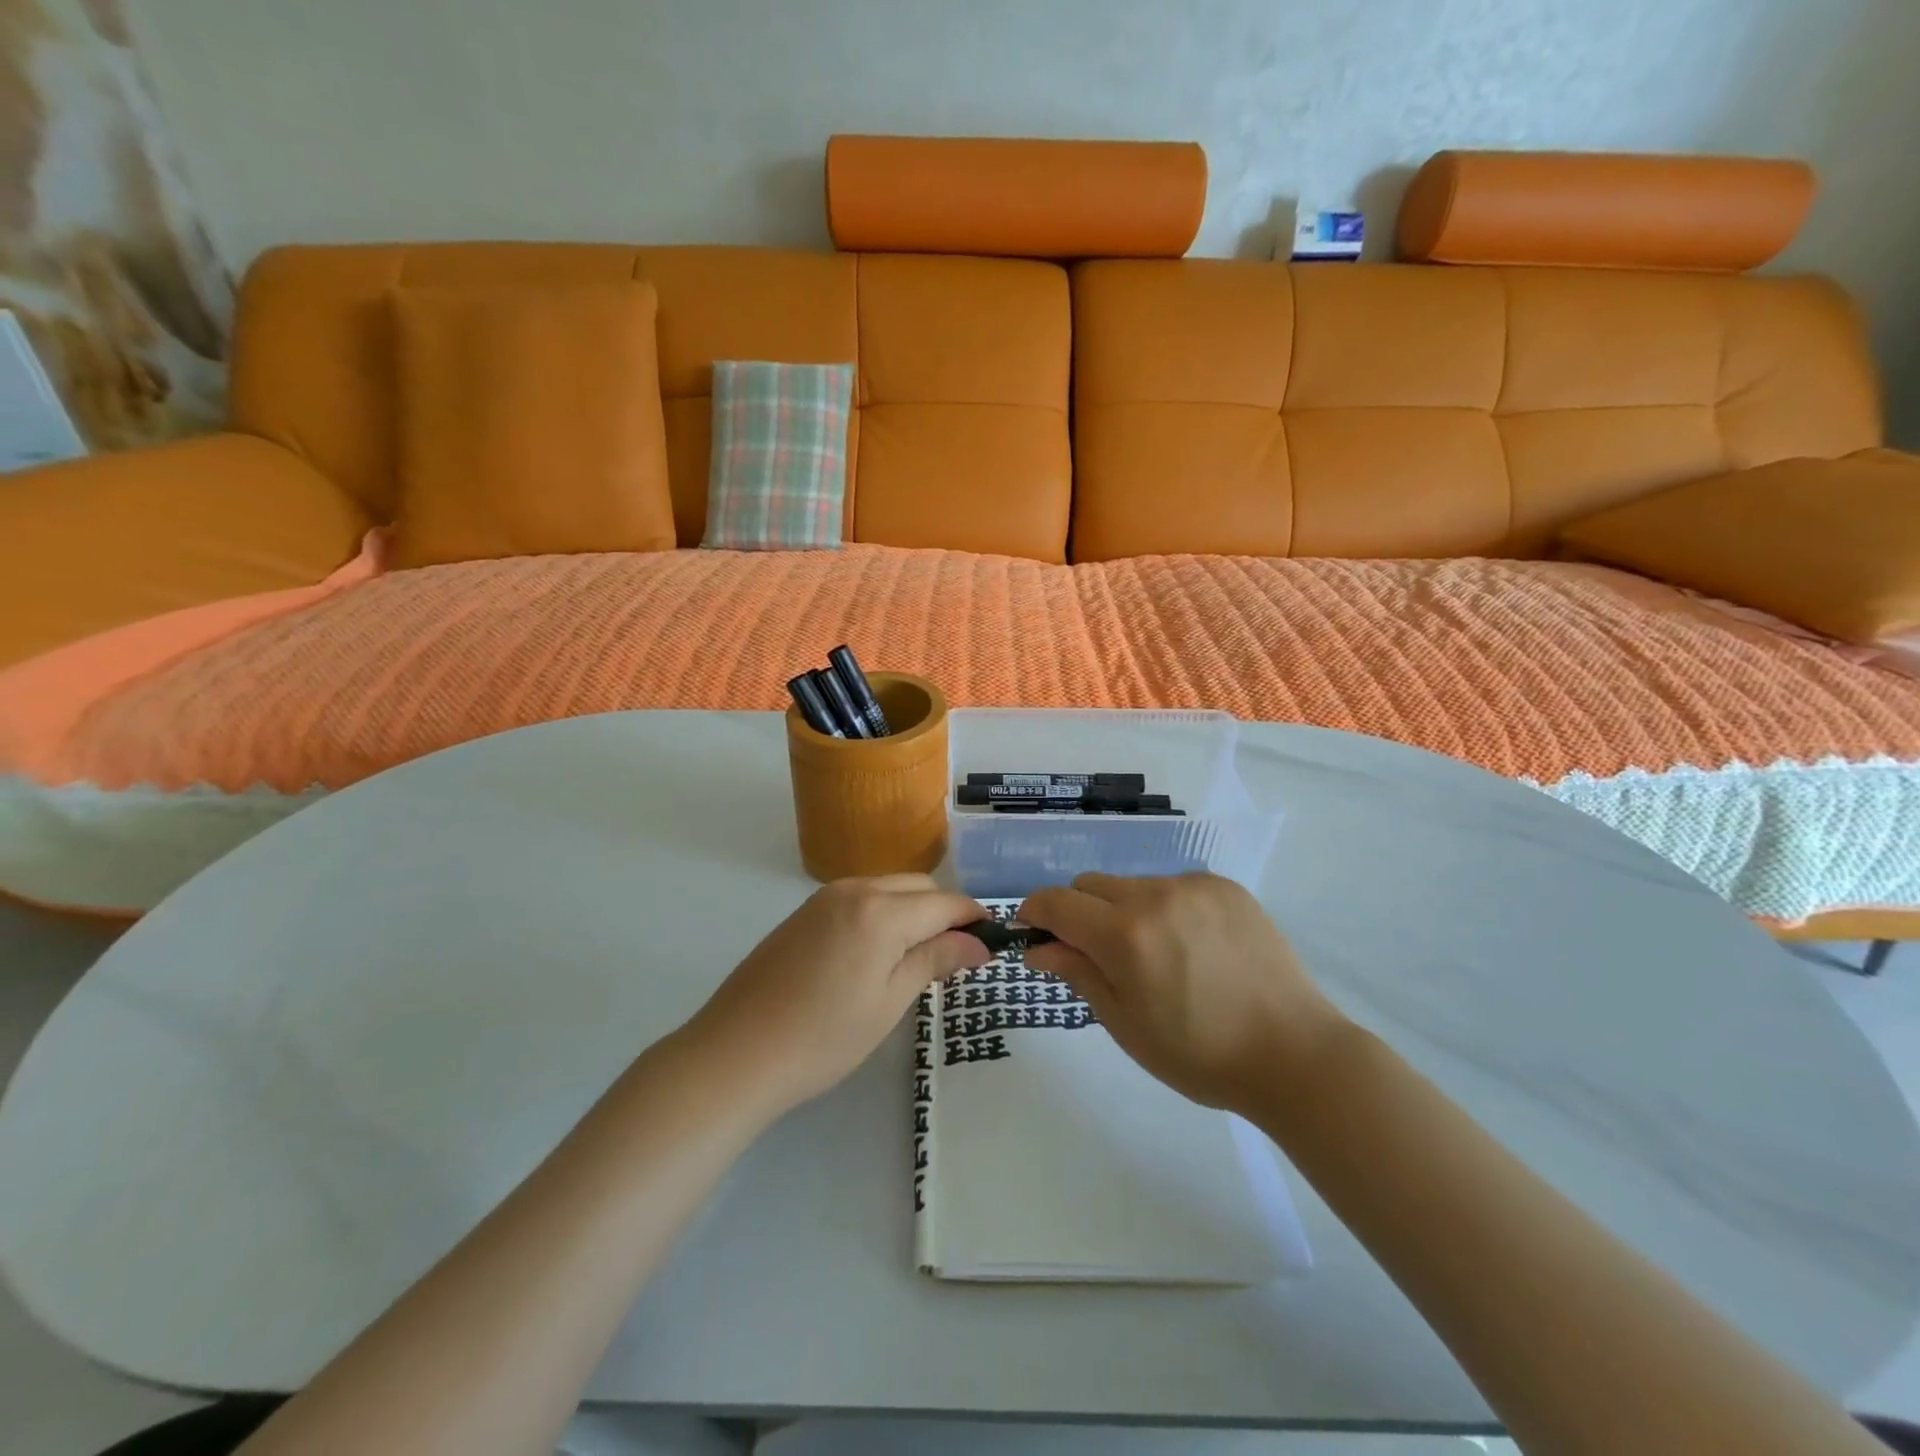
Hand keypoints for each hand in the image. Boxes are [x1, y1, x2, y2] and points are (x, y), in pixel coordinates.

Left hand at [684, 875, 989, 1114]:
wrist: (735, 1054)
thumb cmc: (823, 1037)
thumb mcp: (890, 1002)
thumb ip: (936, 960)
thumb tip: (979, 943)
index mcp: (881, 910)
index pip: (945, 902)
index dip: (973, 919)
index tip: (990, 945)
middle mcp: (854, 889)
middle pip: (918, 886)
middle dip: (944, 912)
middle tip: (955, 958)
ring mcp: (824, 898)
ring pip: (888, 888)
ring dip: (913, 910)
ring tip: (918, 957)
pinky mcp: (803, 912)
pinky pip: (859, 898)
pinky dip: (882, 913)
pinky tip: (876, 953)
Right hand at [1019, 873, 1344, 1113]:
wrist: (1293, 1054)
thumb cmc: (1199, 1054)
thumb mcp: (1125, 1023)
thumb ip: (1077, 973)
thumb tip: (1036, 948)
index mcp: (1125, 935)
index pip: (1057, 902)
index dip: (1035, 912)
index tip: (1032, 930)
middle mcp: (1156, 895)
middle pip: (1091, 885)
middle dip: (1079, 912)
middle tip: (1097, 954)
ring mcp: (1194, 886)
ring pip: (1133, 885)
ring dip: (1123, 910)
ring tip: (1154, 954)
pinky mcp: (1225, 887)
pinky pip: (1174, 886)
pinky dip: (1164, 908)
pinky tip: (1190, 946)